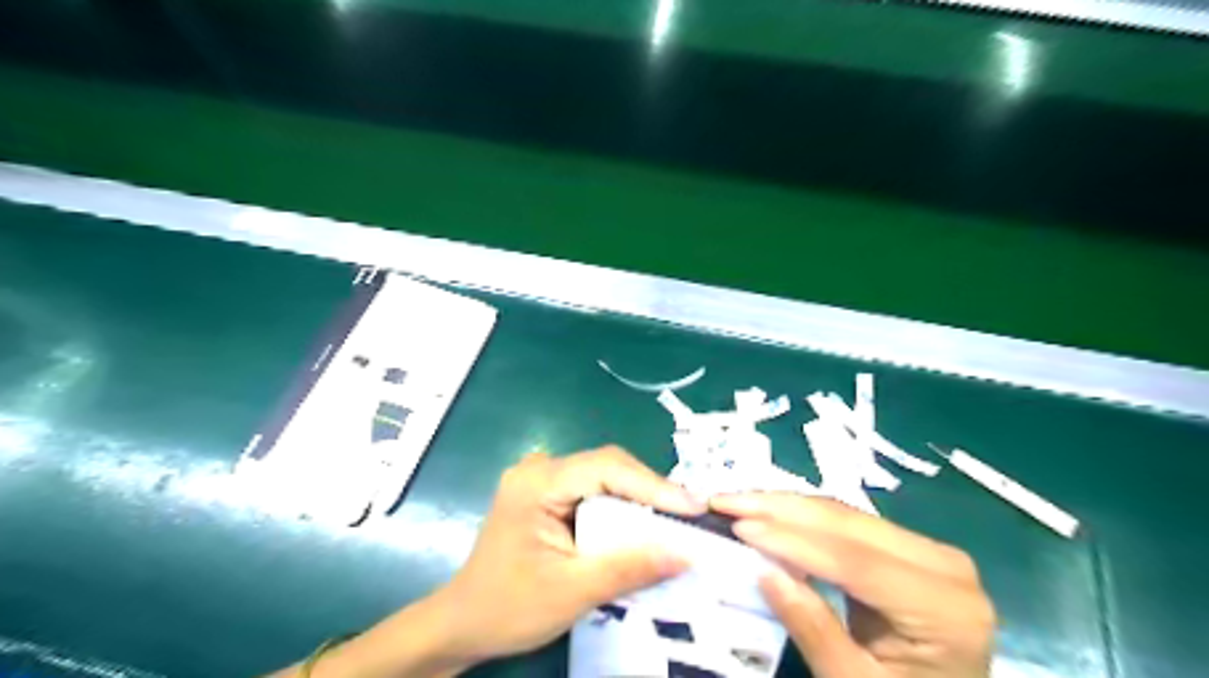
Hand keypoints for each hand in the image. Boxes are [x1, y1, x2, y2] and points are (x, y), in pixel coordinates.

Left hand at [432, 448, 699, 663]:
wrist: (463, 622)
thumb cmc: (508, 607)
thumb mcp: (572, 591)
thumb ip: (628, 568)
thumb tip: (685, 553)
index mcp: (537, 482)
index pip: (606, 468)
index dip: (653, 485)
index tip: (693, 507)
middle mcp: (539, 469)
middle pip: (607, 467)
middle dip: (649, 492)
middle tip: (689, 516)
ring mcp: (541, 478)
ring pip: (604, 477)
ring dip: (638, 499)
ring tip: (675, 521)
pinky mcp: (546, 493)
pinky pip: (593, 490)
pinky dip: (620, 507)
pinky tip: (641, 525)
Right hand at [709, 493, 990, 677]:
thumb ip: (812, 628)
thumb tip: (762, 569)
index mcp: (945, 608)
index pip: (855, 560)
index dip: (792, 539)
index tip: (738, 525)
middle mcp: (944, 565)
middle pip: (848, 525)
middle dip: (780, 509)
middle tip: (725, 500)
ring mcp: (928, 550)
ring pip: (844, 515)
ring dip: (786, 507)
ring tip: (736, 500)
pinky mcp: (908, 547)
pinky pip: (848, 524)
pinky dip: (803, 518)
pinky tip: (768, 511)